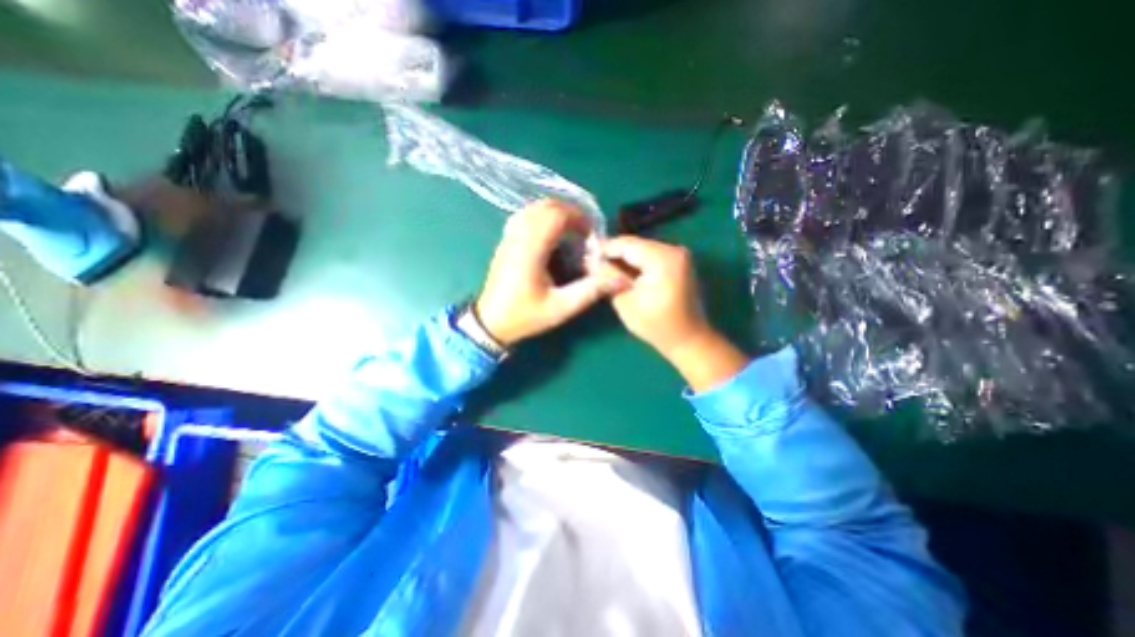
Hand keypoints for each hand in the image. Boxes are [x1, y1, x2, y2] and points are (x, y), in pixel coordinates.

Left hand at [475, 202, 624, 345]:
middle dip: (570, 213)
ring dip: (556, 213)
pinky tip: (550, 232)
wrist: (490, 322)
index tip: (591, 235)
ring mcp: (509, 237)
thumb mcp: (561, 308)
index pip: (555, 216)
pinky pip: (524, 216)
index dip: (578, 218)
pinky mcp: (505, 241)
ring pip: (533, 208)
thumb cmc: (525, 316)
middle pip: (545, 207)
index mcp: (531, 250)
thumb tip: (619, 278)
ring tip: (571, 230)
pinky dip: (541, 216)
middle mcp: (518, 237)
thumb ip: (590, 291)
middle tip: (585, 232)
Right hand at [597, 236, 750, 389]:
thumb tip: (590, 260)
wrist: (688, 339)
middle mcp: (674, 250)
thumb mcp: (626, 301)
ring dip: (623, 259)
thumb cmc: (656, 325)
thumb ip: (607, 277)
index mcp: (663, 259)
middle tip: (590, 262)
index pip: (626, 244)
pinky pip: (651, 257)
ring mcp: (679, 255)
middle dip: (612, 254)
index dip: (603, 248)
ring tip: (602, 268)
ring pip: (641, 250)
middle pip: (635, 245)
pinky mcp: (679, 263)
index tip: (584, 253)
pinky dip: (636, 264)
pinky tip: (621, 272)